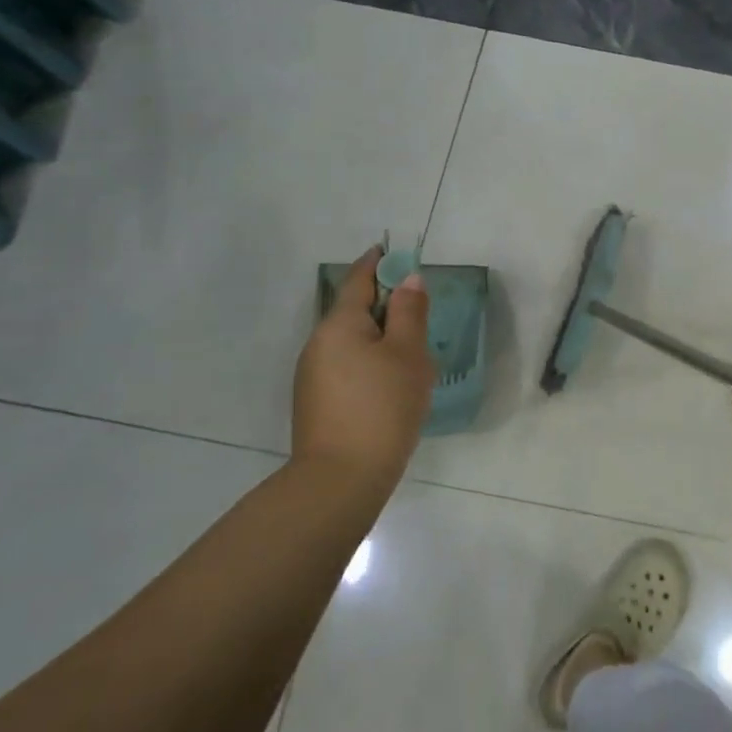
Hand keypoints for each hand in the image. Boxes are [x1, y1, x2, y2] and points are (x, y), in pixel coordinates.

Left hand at [292, 247, 435, 487]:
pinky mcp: (316, 403)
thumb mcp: (408, 354)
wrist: (340, 480)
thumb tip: (408, 279)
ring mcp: (313, 375)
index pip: (359, 280)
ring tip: (412, 357)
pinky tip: (391, 387)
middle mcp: (318, 343)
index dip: (378, 263)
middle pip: (355, 312)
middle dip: (385, 307)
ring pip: (352, 343)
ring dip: (380, 339)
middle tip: (418, 313)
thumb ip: (410, 312)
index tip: (392, 251)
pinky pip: (347, 367)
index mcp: (339, 324)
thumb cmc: (382, 407)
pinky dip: (370, 364)